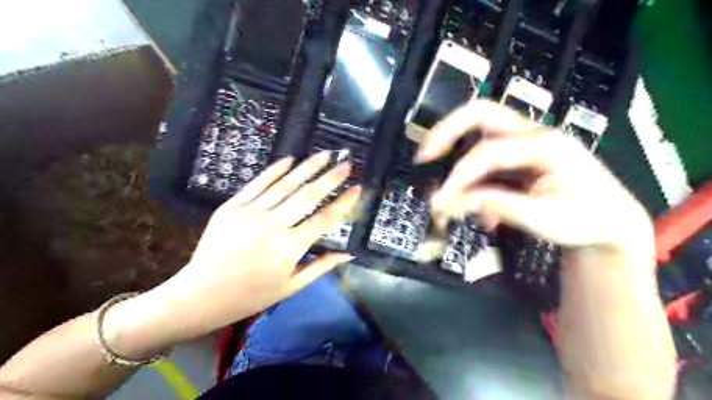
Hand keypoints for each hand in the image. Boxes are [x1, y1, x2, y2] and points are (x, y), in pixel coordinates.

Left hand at [105, 155, 361, 357]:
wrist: (200, 295)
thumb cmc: (251, 296)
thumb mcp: (290, 287)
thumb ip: (321, 267)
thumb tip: (349, 254)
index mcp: (289, 248)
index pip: (324, 219)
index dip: (343, 202)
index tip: (356, 188)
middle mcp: (273, 225)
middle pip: (307, 196)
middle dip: (330, 178)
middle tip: (346, 164)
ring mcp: (251, 213)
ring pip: (285, 185)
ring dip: (307, 167)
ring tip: (324, 154)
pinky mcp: (232, 206)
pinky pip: (257, 183)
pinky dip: (275, 170)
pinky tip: (290, 159)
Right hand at [419, 102, 655, 254]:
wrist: (610, 221)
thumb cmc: (586, 220)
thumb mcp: (546, 220)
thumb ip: (501, 206)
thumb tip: (456, 201)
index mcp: (546, 145)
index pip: (489, 153)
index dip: (460, 176)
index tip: (441, 201)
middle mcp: (532, 134)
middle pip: (481, 113)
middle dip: (446, 131)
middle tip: (424, 155)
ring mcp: (523, 143)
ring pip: (478, 131)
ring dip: (452, 149)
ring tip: (438, 177)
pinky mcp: (516, 157)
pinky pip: (483, 157)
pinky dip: (469, 175)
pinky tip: (474, 204)